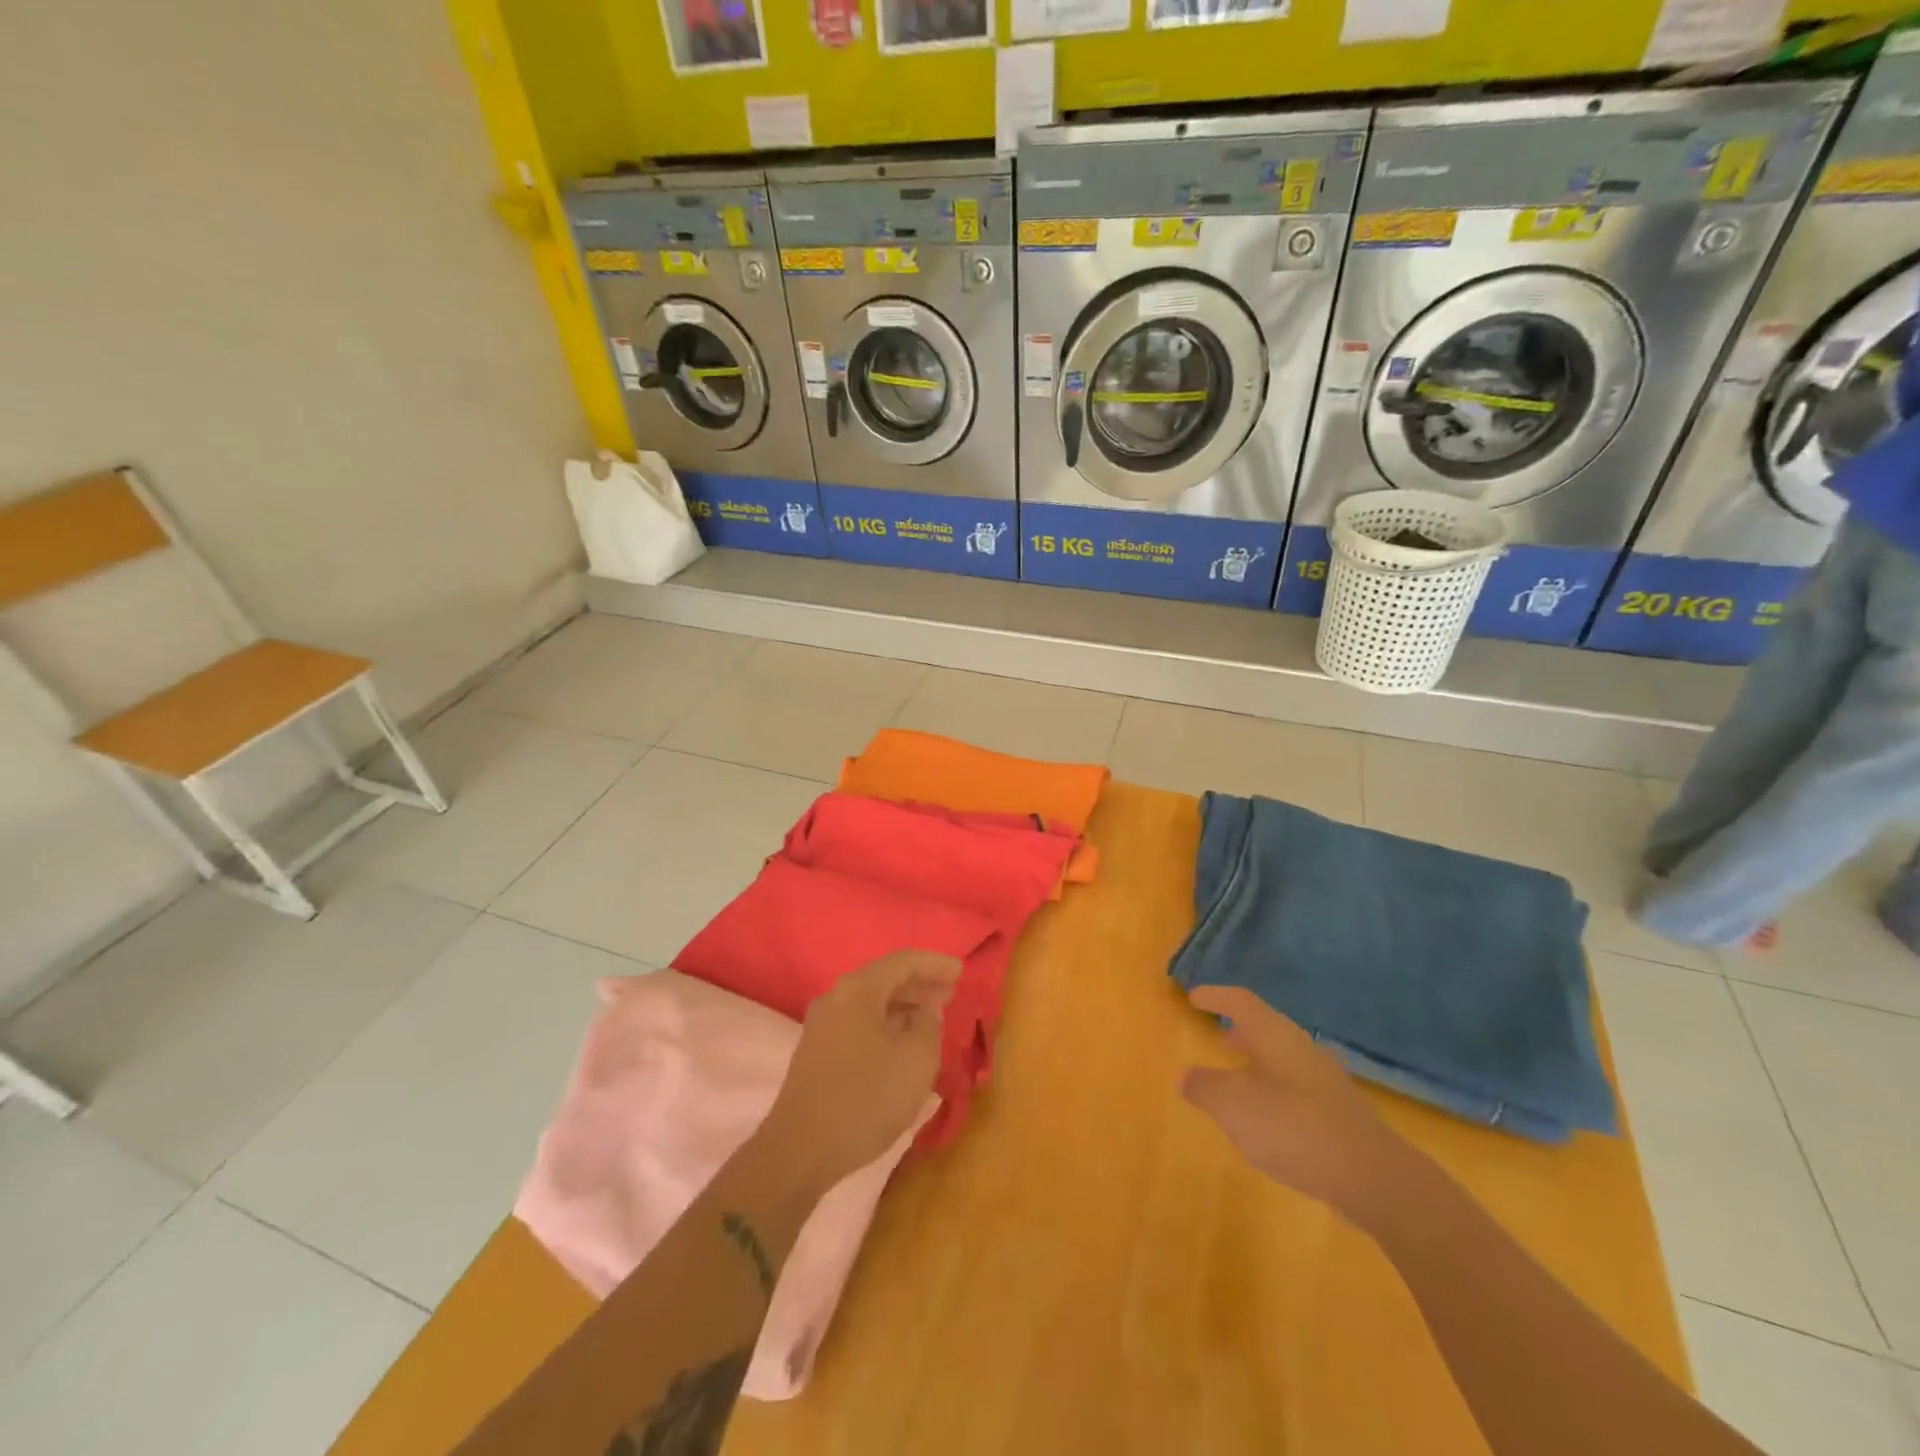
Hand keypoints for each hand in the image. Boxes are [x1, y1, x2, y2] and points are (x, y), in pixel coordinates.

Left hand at [758, 951, 960, 1191]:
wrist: (799, 1150)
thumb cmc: (866, 1097)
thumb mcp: (916, 1059)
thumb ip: (929, 1024)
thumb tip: (924, 1010)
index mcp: (859, 989)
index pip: (904, 961)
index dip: (935, 964)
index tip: (961, 972)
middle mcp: (836, 998)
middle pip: (884, 979)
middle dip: (919, 984)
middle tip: (950, 993)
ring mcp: (821, 1026)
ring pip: (871, 1003)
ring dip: (903, 1006)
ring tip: (931, 1018)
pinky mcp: (816, 1053)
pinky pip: (859, 1024)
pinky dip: (885, 1025)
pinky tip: (901, 1044)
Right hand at [1181, 985, 1415, 1231]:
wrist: (1372, 1177)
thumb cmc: (1293, 1127)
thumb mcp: (1233, 1107)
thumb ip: (1204, 1088)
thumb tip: (1186, 1077)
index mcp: (1274, 1036)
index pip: (1240, 1002)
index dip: (1215, 996)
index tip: (1194, 997)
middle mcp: (1301, 1049)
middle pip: (1265, 1028)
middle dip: (1240, 1031)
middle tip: (1218, 1037)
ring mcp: (1325, 1081)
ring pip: (1282, 1059)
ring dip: (1257, 1062)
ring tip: (1237, 1079)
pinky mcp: (1339, 1113)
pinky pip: (1296, 1087)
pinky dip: (1274, 1090)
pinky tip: (1268, 1118)